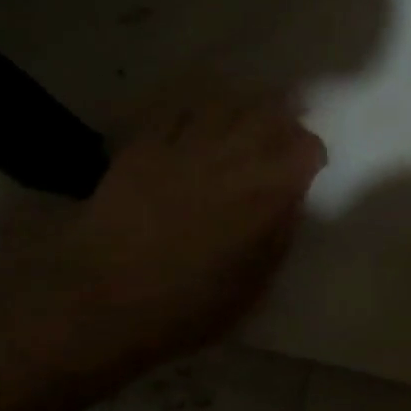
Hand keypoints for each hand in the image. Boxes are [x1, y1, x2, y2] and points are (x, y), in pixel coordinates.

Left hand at [4, 91, 325, 378]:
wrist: (99, 302)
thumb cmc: (186, 307)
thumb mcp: (253, 286)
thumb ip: (279, 237)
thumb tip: (289, 202)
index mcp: (265, 193)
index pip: (305, 148)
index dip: (311, 154)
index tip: (309, 168)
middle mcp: (230, 157)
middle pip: (269, 112)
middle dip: (284, 117)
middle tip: (286, 130)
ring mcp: (183, 146)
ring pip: (225, 103)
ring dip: (244, 106)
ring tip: (247, 118)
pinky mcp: (143, 148)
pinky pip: (177, 111)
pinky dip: (197, 110)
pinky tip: (200, 120)